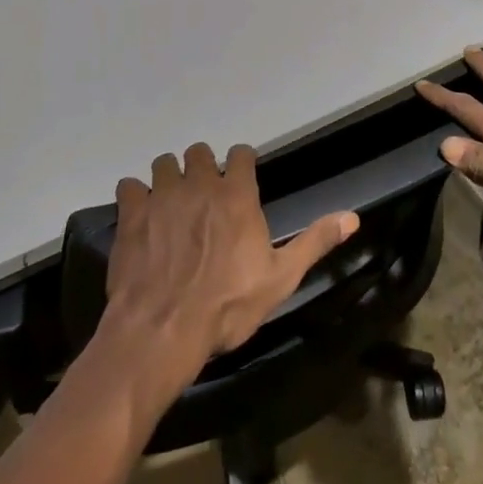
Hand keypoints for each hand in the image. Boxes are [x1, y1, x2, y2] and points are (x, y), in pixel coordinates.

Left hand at [104, 143, 359, 387]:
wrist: (164, 330)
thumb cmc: (228, 306)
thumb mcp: (280, 279)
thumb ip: (314, 241)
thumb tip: (352, 216)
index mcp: (237, 195)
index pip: (241, 154)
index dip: (241, 164)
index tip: (240, 179)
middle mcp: (201, 183)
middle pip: (200, 153)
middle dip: (203, 168)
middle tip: (203, 197)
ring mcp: (163, 195)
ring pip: (165, 163)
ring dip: (169, 178)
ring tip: (171, 203)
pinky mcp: (132, 213)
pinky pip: (130, 186)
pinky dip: (135, 197)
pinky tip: (140, 217)